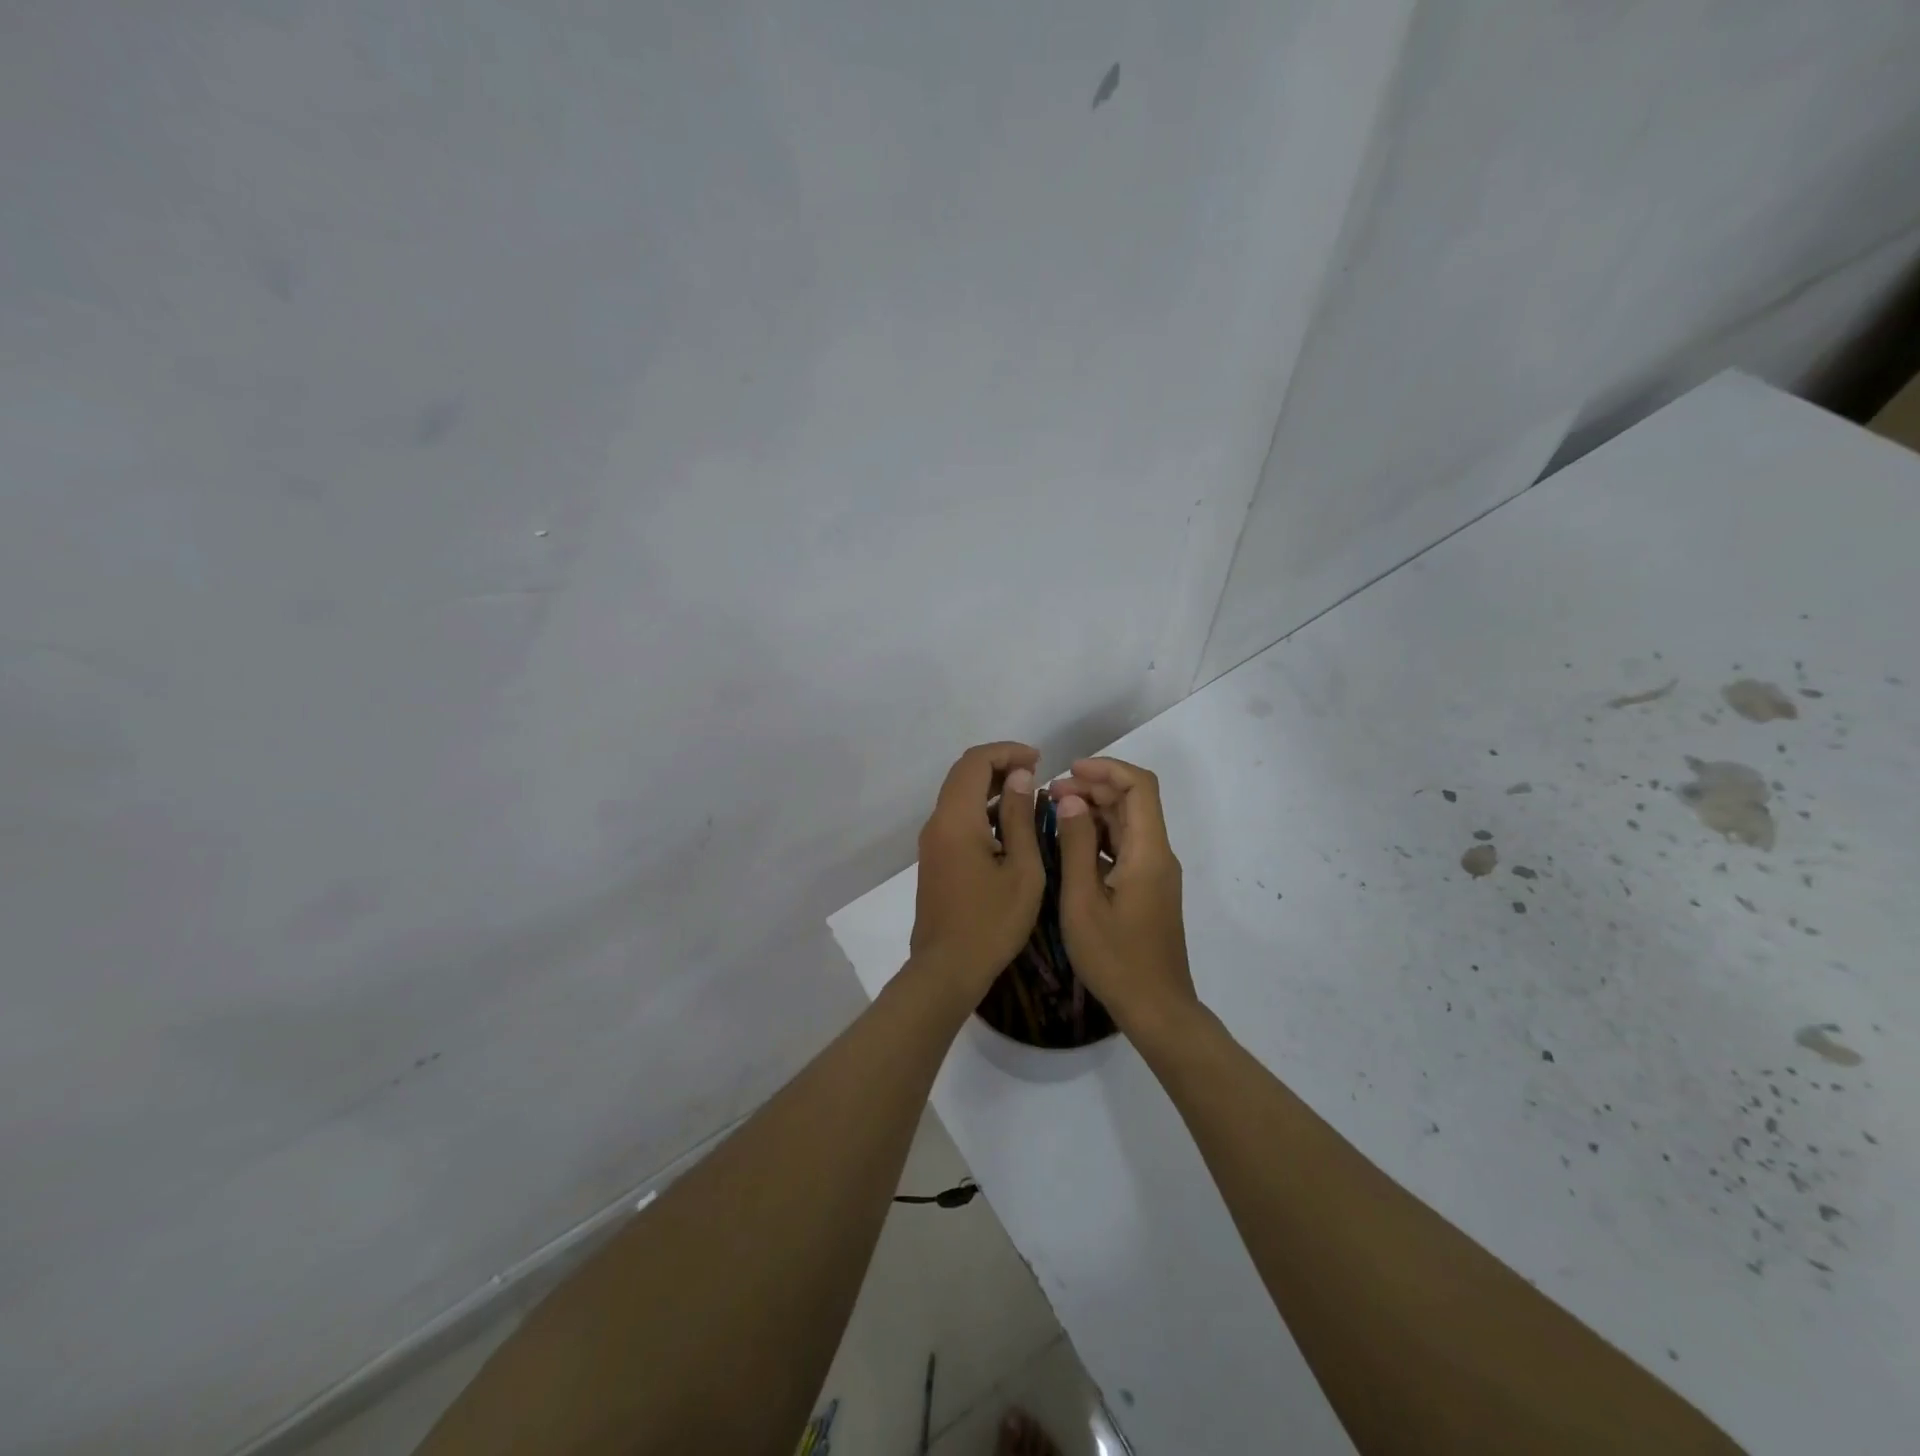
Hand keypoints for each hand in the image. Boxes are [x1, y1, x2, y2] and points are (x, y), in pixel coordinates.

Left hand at [910, 742, 1045, 1000]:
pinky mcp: (934, 858)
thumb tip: (1021, 777)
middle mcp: (937, 822)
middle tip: (1036, 773)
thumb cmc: (992, 922)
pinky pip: (956, 818)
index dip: (1007, 752)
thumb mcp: (1022, 870)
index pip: (975, 762)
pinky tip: (1009, 826)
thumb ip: (1020, 818)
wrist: (947, 969)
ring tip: (1028, 796)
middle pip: (963, 774)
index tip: (1039, 760)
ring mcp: (932, 841)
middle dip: (999, 765)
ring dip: (990, 787)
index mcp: (957, 819)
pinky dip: (982, 809)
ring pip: (958, 795)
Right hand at [1048, 757, 1198, 1035]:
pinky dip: (1098, 835)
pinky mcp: (1148, 888)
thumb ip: (1075, 846)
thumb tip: (1071, 799)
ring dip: (1094, 810)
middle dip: (1094, 787)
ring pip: (1128, 823)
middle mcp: (1158, 854)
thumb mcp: (1083, 901)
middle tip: (1050, 794)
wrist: (1156, 1008)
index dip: (1106, 769)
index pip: (1140, 786)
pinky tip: (1068, 844)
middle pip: (1133, 801)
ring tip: (1053, 812)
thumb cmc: (1115, 958)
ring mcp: (1155, 872)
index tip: (1068, 771)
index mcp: (1149, 851)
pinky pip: (1125, 846)